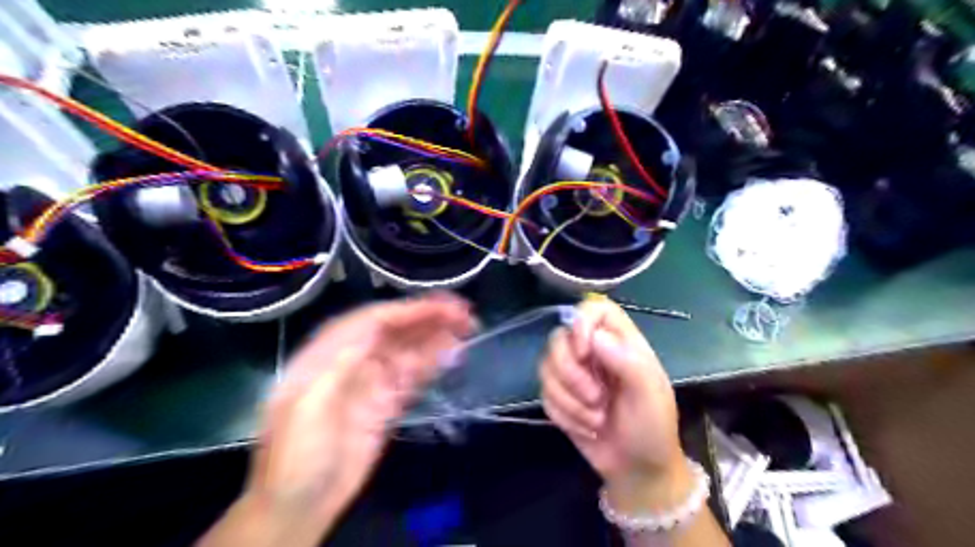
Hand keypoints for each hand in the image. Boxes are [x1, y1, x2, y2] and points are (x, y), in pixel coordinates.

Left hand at [200, 293, 474, 546]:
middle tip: (465, 313)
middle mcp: (353, 361)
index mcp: (328, 354)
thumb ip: (339, 365)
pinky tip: (452, 354)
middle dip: (428, 318)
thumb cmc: (295, 456)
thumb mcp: (306, 409)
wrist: (300, 506)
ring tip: (467, 326)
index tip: (442, 306)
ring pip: (408, 351)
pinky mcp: (386, 404)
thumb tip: (373, 329)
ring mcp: (372, 383)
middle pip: (395, 331)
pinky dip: (433, 363)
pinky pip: (413, 376)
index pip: (373, 321)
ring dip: (436, 337)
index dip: (408, 310)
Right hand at [541, 295, 684, 512]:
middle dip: (571, 373)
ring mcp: (573, 374)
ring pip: (546, 366)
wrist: (637, 469)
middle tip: (596, 398)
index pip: (594, 308)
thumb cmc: (652, 427)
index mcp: (620, 341)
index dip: (581, 323)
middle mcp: (593, 351)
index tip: (583, 352)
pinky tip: (586, 427)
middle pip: (559, 338)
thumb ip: (627, 360)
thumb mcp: (650, 393)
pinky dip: (564, 414)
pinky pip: (544, 394)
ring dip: (569, 400)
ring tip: (596, 418)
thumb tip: (595, 337)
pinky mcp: (559, 397)